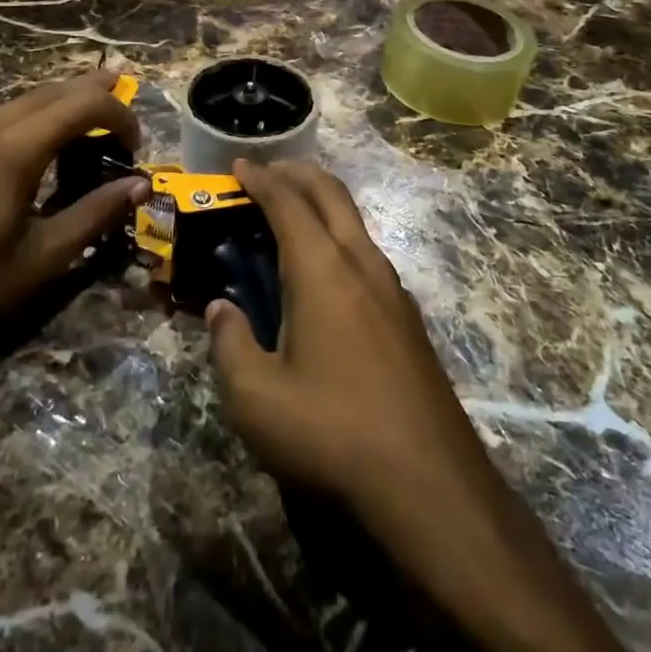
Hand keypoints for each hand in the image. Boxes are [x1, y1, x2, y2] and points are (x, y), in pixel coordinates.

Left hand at [0, 70, 147, 380]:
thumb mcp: (41, 259)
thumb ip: (95, 214)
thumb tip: (141, 186)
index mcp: (13, 148)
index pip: (82, 105)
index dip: (118, 114)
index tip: (136, 145)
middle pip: (51, 91)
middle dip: (92, 89)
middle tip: (124, 87)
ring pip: (22, 100)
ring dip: (60, 101)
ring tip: (90, 110)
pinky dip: (31, 116)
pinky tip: (38, 138)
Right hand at [205, 161, 503, 524]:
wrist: (431, 487)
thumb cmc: (332, 434)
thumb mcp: (256, 399)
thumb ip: (229, 345)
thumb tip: (219, 310)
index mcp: (323, 270)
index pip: (287, 203)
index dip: (260, 179)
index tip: (238, 164)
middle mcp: (362, 264)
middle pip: (331, 194)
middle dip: (297, 174)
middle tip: (267, 171)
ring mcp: (393, 290)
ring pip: (355, 223)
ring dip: (322, 204)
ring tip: (292, 215)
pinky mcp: (408, 319)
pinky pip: (368, 255)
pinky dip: (339, 238)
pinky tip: (326, 273)